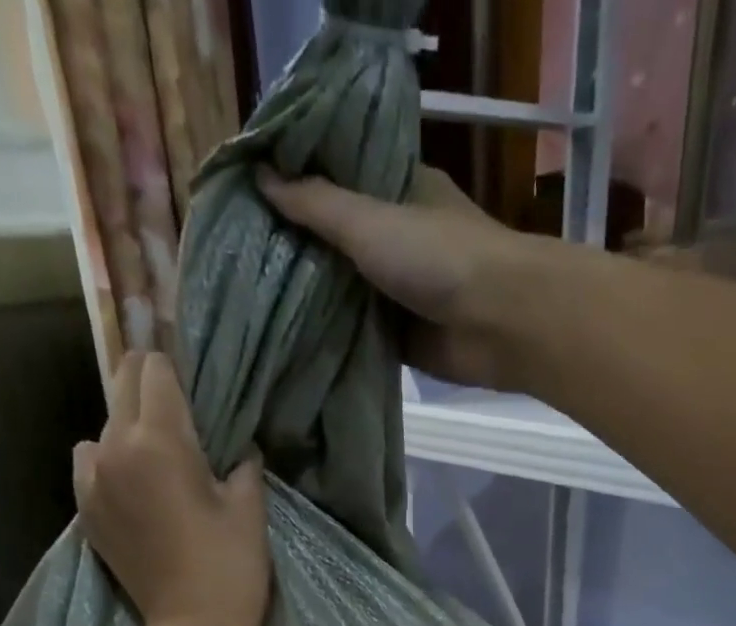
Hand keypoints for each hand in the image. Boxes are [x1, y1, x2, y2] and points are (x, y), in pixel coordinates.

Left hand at [74, 352, 269, 625]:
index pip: (154, 369)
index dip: (175, 368)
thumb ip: (241, 463)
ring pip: (103, 427)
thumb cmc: (230, 569)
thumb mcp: (248, 509)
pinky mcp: (85, 512)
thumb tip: (236, 447)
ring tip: (159, 461)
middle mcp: (114, 449)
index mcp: (158, 441)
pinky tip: (137, 489)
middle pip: (122, 385)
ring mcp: (92, 482)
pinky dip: (111, 462)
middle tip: (182, 412)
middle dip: (150, 388)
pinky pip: (90, 464)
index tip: (194, 383)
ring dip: (128, 429)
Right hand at [258, 164, 542, 389]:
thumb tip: (260, 178)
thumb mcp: (369, 219)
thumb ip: (316, 204)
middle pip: (337, 239)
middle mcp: (397, 237)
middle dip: (296, 248)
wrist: (497, 323)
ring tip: (250, 296)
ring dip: (310, 296)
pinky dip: (332, 337)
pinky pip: (358, 334)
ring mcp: (400, 290)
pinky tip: (289, 338)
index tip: (248, 192)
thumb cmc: (438, 256)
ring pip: (345, 290)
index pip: (337, 177)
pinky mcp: (402, 337)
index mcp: (397, 190)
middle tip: (238, 252)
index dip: (297, 182)